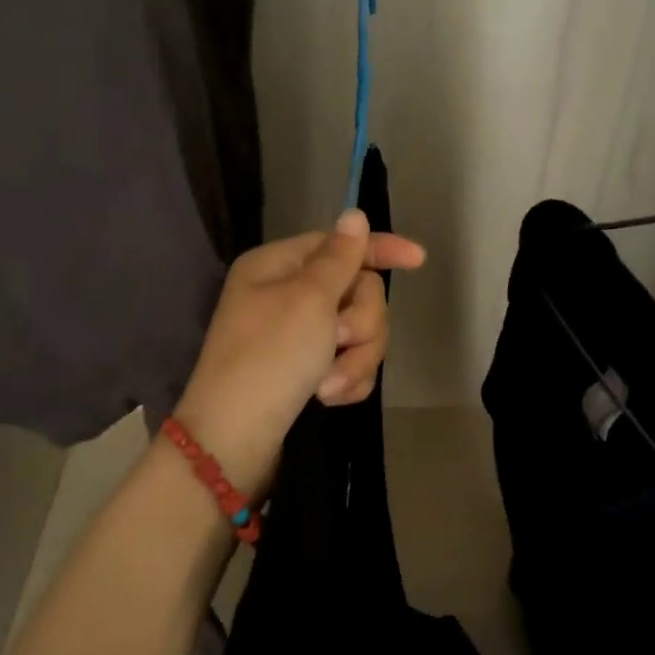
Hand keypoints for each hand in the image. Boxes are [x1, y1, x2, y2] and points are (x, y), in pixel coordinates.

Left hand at [175, 211, 424, 493]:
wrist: (235, 440)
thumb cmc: (271, 357)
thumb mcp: (309, 299)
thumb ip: (340, 257)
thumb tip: (354, 214)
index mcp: (279, 266)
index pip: (341, 245)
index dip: (381, 249)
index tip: (419, 259)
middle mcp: (287, 295)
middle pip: (358, 292)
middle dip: (361, 322)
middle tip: (339, 340)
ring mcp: (298, 336)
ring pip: (360, 332)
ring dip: (355, 358)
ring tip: (329, 384)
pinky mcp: (308, 371)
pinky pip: (350, 363)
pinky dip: (346, 379)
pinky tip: (329, 398)